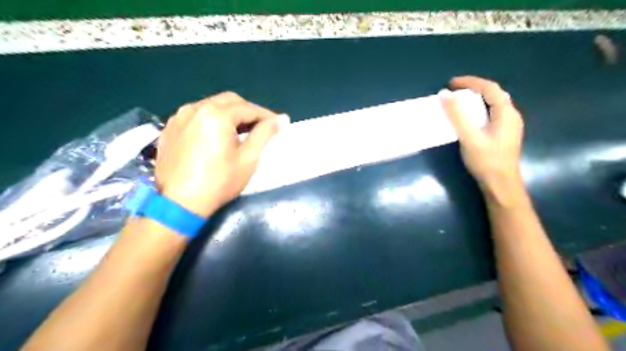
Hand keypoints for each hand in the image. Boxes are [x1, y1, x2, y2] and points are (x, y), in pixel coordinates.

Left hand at [154, 91, 287, 216]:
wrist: (179, 204)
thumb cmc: (219, 182)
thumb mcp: (248, 159)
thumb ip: (265, 134)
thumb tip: (282, 118)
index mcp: (217, 115)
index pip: (249, 108)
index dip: (266, 115)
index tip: (278, 124)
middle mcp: (196, 108)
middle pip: (229, 101)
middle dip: (248, 111)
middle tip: (261, 127)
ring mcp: (179, 117)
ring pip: (212, 105)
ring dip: (230, 114)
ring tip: (241, 131)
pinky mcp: (170, 128)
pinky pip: (197, 115)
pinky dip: (212, 119)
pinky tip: (217, 135)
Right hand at [439, 73, 524, 193]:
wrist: (501, 185)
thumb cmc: (486, 161)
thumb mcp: (469, 137)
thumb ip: (457, 116)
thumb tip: (444, 94)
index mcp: (506, 113)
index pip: (489, 88)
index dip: (470, 82)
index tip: (451, 83)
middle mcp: (511, 116)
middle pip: (494, 94)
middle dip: (474, 88)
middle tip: (455, 90)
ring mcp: (509, 126)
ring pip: (493, 104)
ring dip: (477, 98)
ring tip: (459, 101)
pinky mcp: (504, 134)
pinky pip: (492, 113)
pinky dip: (479, 109)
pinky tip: (470, 117)